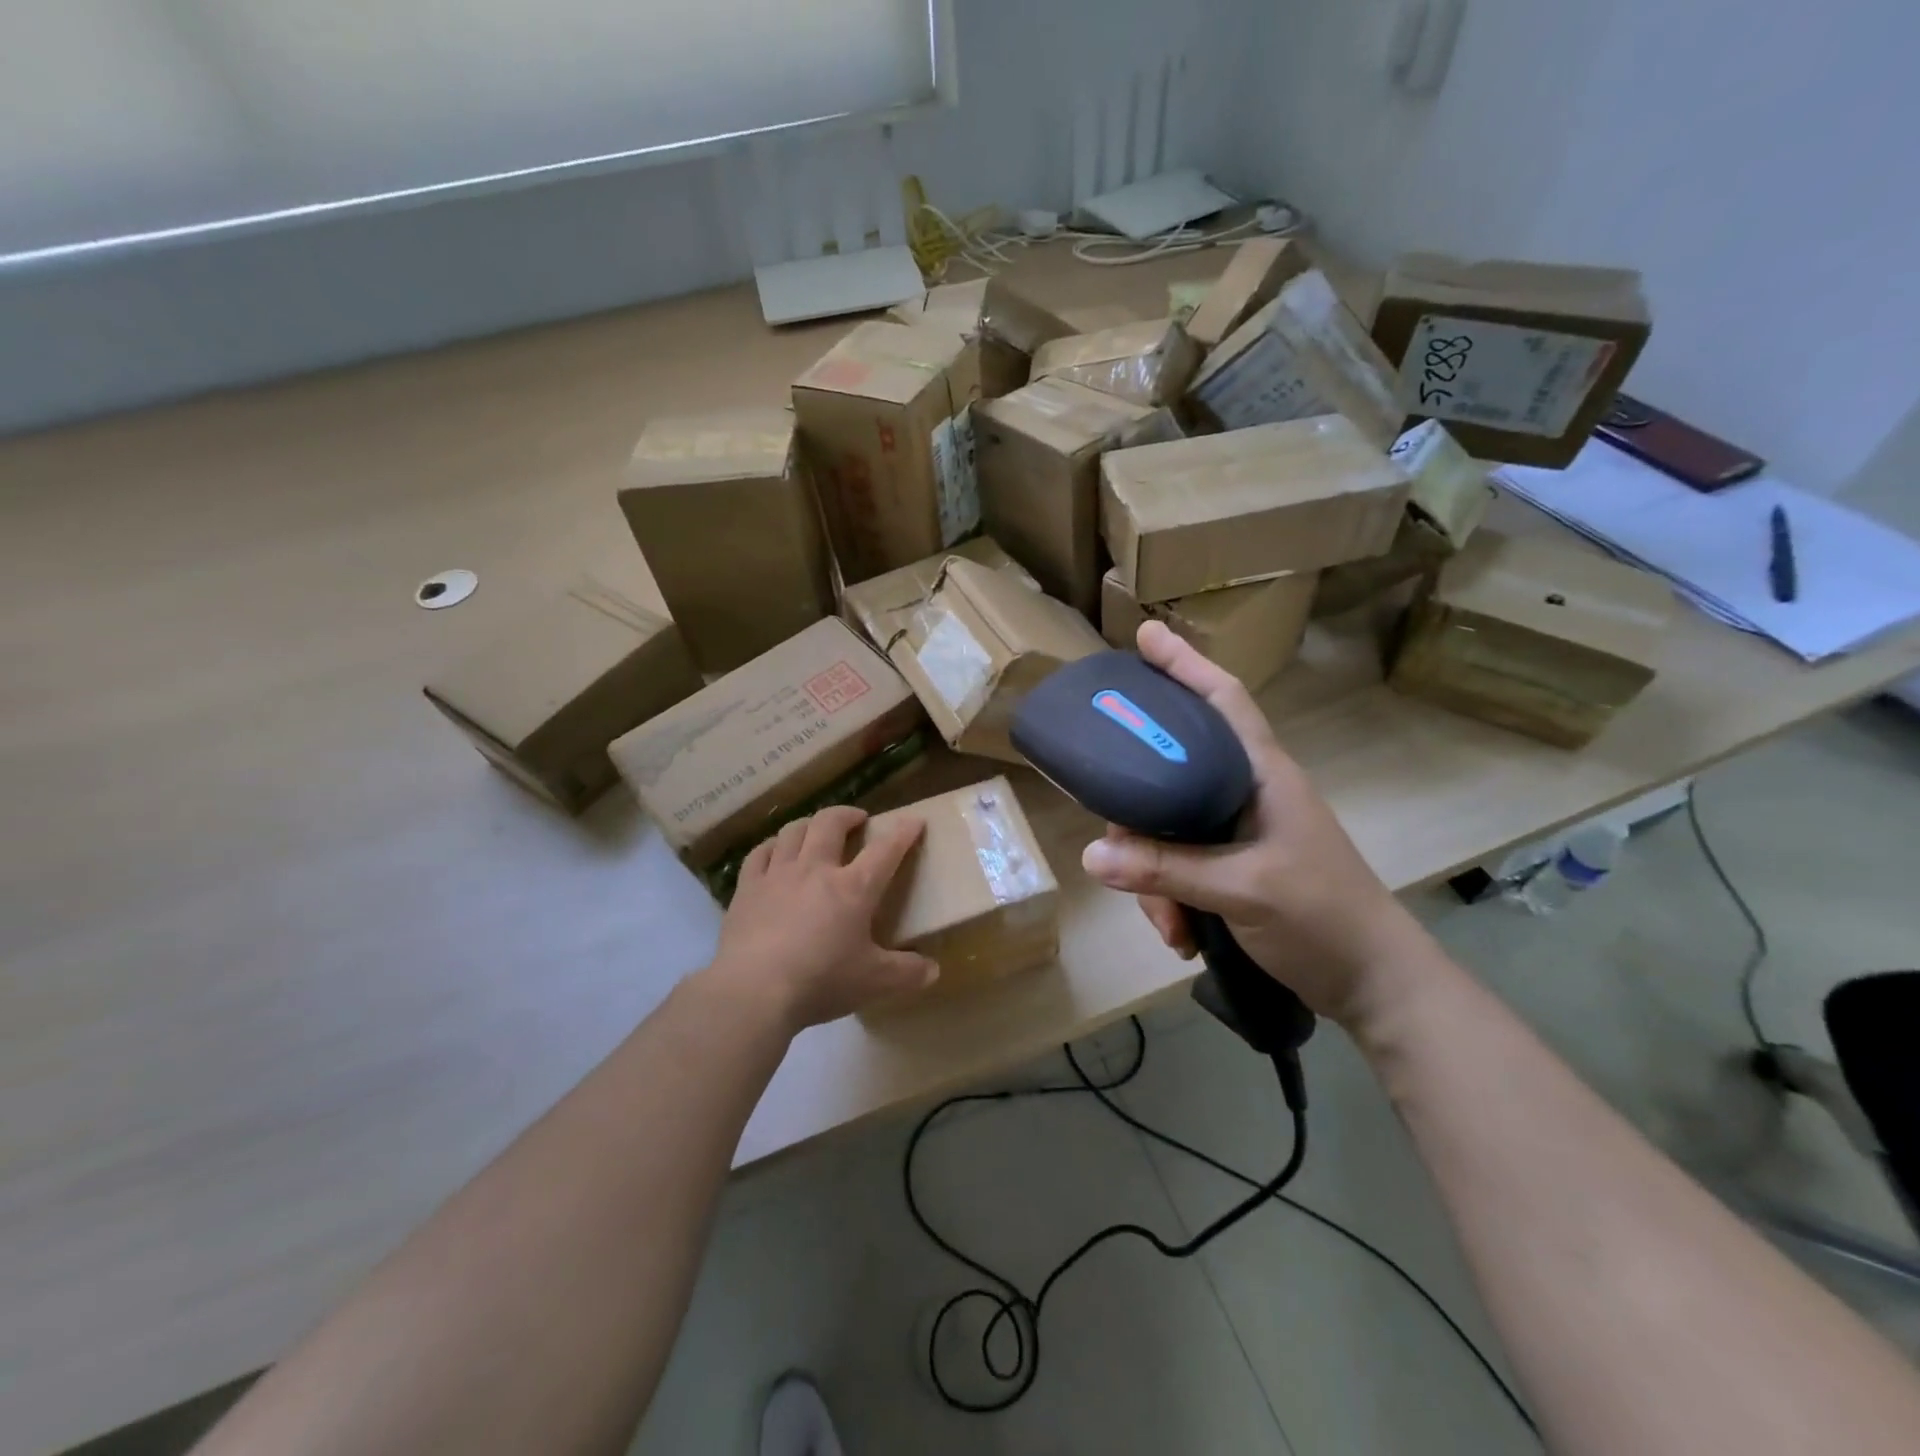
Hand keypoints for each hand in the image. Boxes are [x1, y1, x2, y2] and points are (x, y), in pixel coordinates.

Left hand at [707, 806, 936, 1032]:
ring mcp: (778, 874)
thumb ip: (907, 973)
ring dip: (810, 824)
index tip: (914, 821)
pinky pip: (760, 853)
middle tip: (858, 819)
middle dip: (848, 814)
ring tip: (816, 830)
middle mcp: (816, 869)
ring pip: (794, 830)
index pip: (885, 850)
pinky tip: (775, 851)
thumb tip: (933, 970)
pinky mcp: (747, 888)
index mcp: (853, 888)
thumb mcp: (874, 983)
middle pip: (831, 823)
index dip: (903, 832)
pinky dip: (772, 846)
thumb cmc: (821, 981)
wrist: (754, 991)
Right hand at [1079, 622, 1430, 1028]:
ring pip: (1169, 831)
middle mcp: (1246, 793)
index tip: (1144, 636)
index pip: (1222, 700)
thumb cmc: (1321, 917)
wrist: (1373, 984)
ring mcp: (1239, 832)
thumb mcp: (1241, 890)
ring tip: (1168, 924)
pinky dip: (1171, 898)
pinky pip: (1180, 867)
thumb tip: (1091, 855)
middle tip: (1116, 843)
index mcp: (1261, 775)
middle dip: (1139, 818)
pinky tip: (1180, 935)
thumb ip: (1167, 870)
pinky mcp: (1234, 867)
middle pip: (1171, 774)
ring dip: (1155, 878)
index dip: (1185, 664)